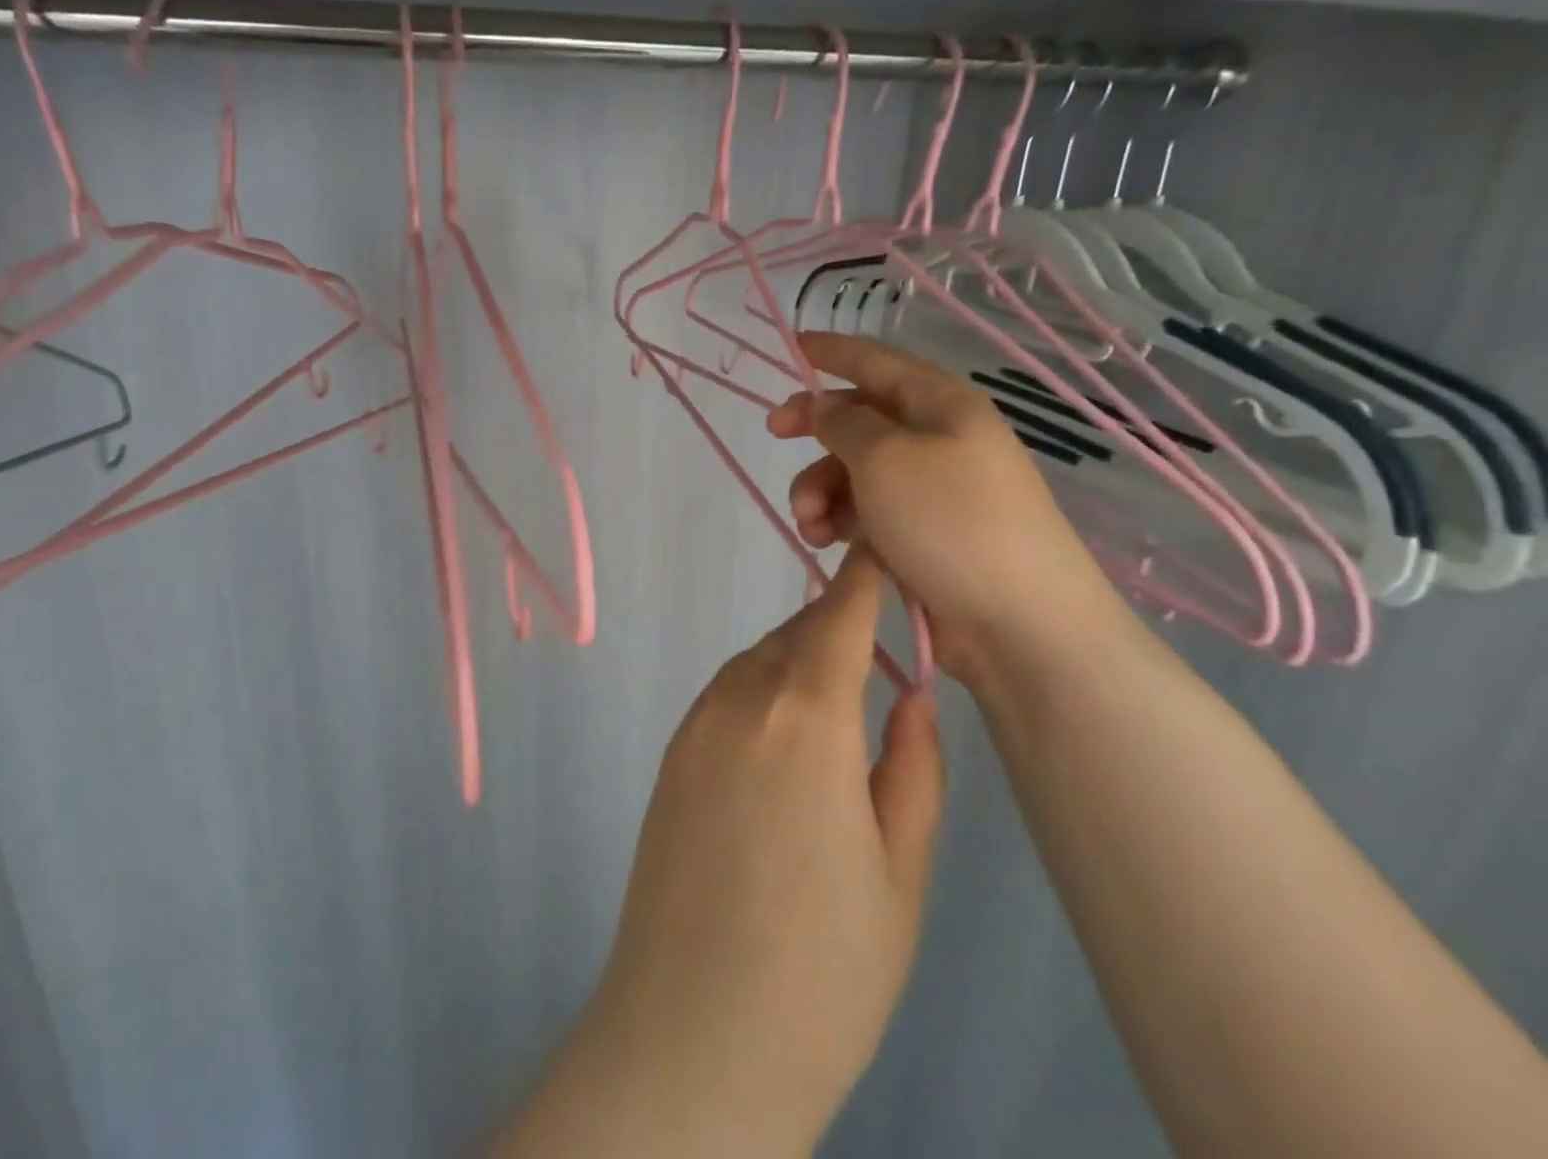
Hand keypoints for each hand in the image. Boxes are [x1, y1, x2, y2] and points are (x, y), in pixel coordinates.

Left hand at [494, 546, 942, 1157]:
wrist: (691, 1035)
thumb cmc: (823, 969)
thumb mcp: (899, 871)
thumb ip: (912, 764)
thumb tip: (911, 689)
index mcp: (806, 716)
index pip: (839, 613)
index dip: (866, 575)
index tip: (887, 550)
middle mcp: (741, 699)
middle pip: (797, 633)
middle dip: (840, 624)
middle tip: (884, 644)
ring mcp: (695, 723)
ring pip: (759, 660)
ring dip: (800, 658)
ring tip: (842, 701)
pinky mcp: (671, 753)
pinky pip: (728, 693)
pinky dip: (763, 688)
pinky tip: (786, 740)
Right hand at [767, 331, 1122, 682]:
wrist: (1018, 624)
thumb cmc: (951, 522)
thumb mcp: (885, 458)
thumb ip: (843, 423)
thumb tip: (822, 405)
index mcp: (942, 406)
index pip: (880, 362)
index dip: (835, 351)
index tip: (792, 346)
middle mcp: (939, 441)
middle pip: (862, 418)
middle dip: (816, 429)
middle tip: (775, 435)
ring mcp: (933, 491)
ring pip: (856, 471)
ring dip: (820, 489)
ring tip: (810, 523)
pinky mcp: (923, 536)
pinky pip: (867, 511)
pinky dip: (839, 520)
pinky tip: (826, 542)